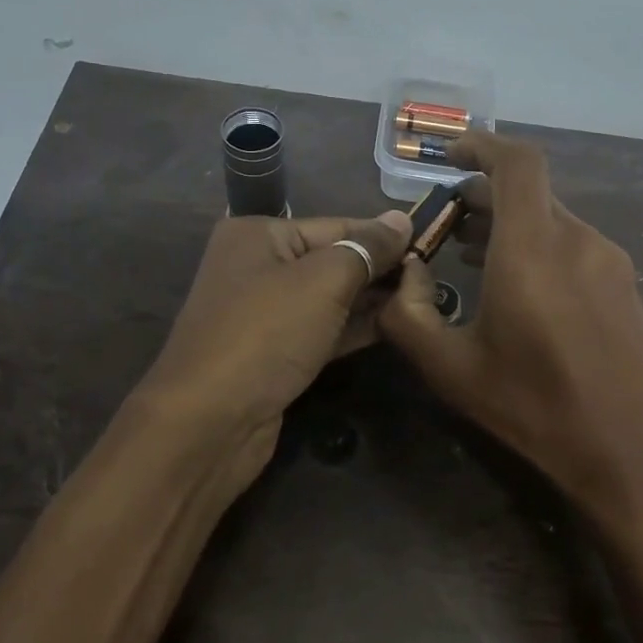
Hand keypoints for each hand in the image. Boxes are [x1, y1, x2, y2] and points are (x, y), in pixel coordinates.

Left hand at [134, 209, 412, 497]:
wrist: (209, 422)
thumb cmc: (266, 334)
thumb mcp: (322, 281)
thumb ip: (366, 249)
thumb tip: (402, 220)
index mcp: (259, 235)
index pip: (336, 225)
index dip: (384, 236)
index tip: (431, 245)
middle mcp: (258, 267)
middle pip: (333, 260)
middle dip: (380, 269)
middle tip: (432, 278)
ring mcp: (265, 314)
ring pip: (330, 298)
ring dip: (372, 299)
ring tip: (423, 300)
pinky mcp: (275, 353)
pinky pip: (323, 330)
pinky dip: (354, 328)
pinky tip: (394, 326)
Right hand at [379, 133, 642, 532]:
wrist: (629, 454)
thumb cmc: (533, 409)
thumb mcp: (450, 369)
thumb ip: (408, 315)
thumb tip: (403, 275)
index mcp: (534, 248)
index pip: (517, 163)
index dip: (483, 145)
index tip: (450, 156)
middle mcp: (578, 239)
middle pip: (529, 191)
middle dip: (482, 194)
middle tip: (445, 222)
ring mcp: (609, 261)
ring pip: (551, 219)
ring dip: (509, 223)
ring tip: (471, 252)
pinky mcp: (625, 285)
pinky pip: (574, 245)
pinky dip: (539, 245)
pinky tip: (518, 284)